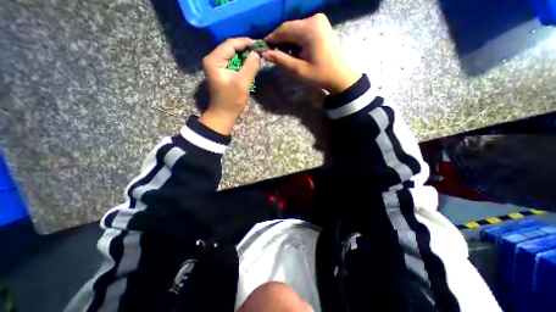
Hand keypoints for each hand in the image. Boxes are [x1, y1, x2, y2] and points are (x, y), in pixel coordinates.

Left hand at [200, 36, 259, 133]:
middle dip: (246, 49)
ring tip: (257, 57)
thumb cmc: (231, 101)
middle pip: (231, 48)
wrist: (223, 115)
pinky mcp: (222, 72)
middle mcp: (213, 59)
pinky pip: (233, 63)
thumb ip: (250, 66)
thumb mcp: (242, 83)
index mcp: (214, 60)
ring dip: (245, 56)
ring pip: (233, 55)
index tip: (260, 45)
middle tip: (260, 51)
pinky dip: (242, 63)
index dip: (246, 42)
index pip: (231, 44)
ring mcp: (217, 66)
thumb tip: (257, 53)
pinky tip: (250, 65)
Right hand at [263, 13, 360, 92]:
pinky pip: (303, 31)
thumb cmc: (320, 75)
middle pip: (290, 28)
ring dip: (288, 41)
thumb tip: (266, 54)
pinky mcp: (321, 26)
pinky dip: (296, 40)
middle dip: (280, 41)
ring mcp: (319, 21)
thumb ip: (282, 60)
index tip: (264, 48)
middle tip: (274, 54)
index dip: (272, 38)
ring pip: (296, 29)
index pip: (284, 29)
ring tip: (285, 55)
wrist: (340, 76)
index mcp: (309, 29)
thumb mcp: (299, 70)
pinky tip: (295, 51)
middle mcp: (314, 19)